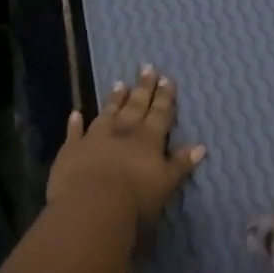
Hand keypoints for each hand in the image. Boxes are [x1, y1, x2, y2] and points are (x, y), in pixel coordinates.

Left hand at [47, 66, 205, 223]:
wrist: (92, 205)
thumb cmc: (136, 198)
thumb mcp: (167, 183)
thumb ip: (181, 163)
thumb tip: (201, 146)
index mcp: (148, 139)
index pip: (159, 113)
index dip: (164, 96)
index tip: (166, 78)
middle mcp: (123, 132)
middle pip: (136, 106)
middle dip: (143, 88)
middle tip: (147, 67)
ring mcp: (95, 137)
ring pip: (107, 113)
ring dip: (114, 99)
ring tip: (120, 83)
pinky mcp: (72, 149)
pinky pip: (74, 132)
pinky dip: (75, 123)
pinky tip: (75, 113)